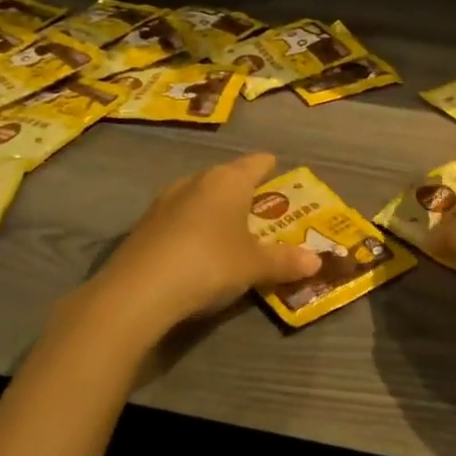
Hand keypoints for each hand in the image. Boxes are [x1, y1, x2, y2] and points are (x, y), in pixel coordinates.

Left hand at [80, 152, 321, 334]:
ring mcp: (164, 202)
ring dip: (213, 207)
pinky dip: (191, 226)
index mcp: (228, 181)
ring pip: (197, 195)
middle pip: (225, 176)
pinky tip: (195, 247)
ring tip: (227, 226)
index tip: (278, 169)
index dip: (269, 166)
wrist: (138, 292)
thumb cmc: (209, 264)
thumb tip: (317, 261)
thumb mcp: (254, 267)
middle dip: (242, 189)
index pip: (255, 163)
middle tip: (259, 206)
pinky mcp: (143, 226)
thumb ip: (285, 261)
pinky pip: (177, 217)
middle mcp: (195, 181)